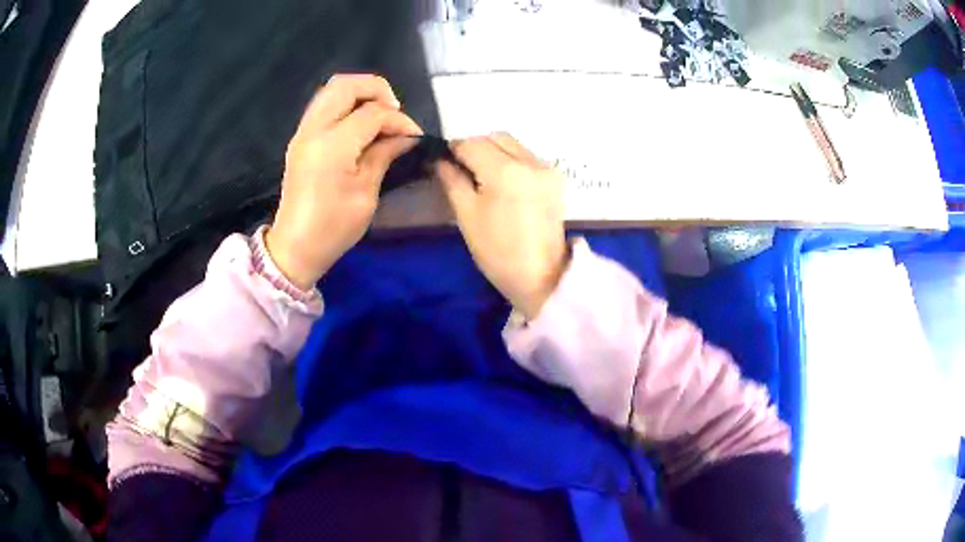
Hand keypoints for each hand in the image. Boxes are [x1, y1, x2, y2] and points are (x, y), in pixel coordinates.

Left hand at [266, 74, 422, 289]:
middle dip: (376, 89)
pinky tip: (360, 123)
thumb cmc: (333, 228)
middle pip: (345, 85)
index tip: (414, 134)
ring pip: (331, 89)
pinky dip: (345, 103)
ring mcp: (303, 132)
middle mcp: (314, 130)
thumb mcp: (366, 194)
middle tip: (394, 111)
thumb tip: (406, 135)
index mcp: (333, 147)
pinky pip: (323, 104)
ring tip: (378, 114)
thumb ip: (384, 154)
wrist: (294, 246)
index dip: (398, 119)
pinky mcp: (300, 138)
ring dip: (359, 93)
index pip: (372, 113)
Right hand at [438, 134, 567, 318]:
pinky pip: (527, 156)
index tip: (444, 163)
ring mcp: (546, 168)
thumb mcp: (466, 215)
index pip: (471, 143)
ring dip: (494, 152)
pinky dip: (511, 160)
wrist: (541, 276)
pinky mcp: (555, 177)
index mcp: (505, 171)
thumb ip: (452, 179)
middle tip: (462, 170)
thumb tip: (440, 159)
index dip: (453, 150)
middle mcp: (530, 161)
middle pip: (495, 137)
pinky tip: (504, 182)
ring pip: (512, 144)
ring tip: (483, 177)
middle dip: (475, 147)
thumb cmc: (497, 251)